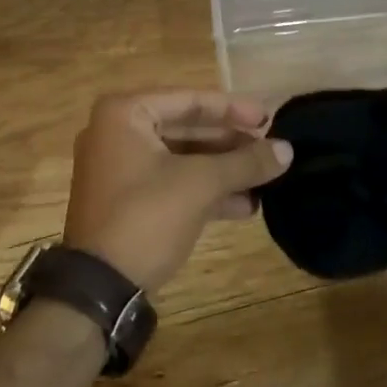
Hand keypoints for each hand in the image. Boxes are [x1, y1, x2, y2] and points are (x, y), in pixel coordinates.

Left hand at [63, 91, 292, 294]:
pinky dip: (204, 191)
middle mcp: (116, 134)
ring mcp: (119, 169)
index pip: (189, 101)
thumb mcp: (201, 184)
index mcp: (124, 114)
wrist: (99, 286)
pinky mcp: (126, 201)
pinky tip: (244, 205)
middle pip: (185, 129)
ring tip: (265, 179)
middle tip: (268, 150)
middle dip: (230, 143)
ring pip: (181, 159)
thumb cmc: (147, 217)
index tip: (269, 119)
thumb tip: (287, 149)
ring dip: (222, 170)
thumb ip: (245, 162)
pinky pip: (171, 183)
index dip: (233, 109)